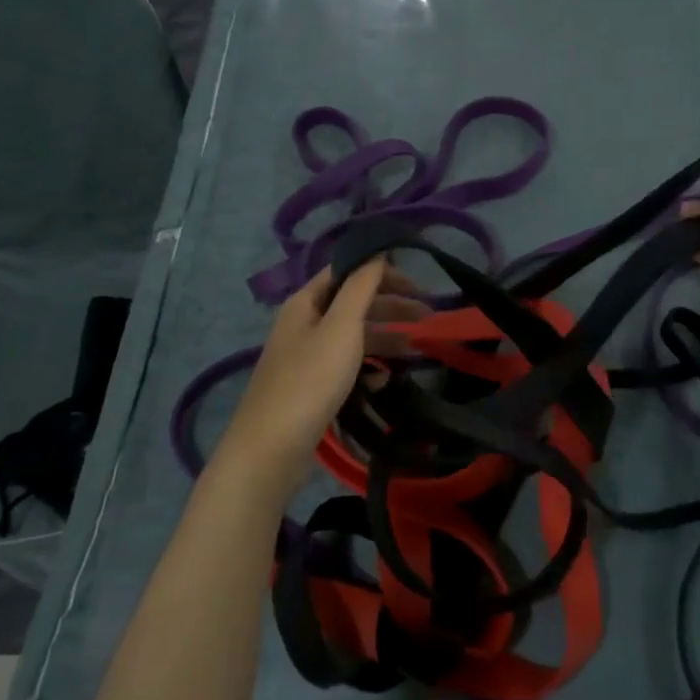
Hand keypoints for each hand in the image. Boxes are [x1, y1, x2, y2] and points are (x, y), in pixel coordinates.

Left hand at [216, 260, 427, 495]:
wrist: (270, 449)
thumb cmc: (309, 380)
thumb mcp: (341, 326)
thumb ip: (361, 286)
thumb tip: (377, 250)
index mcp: (306, 301)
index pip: (348, 271)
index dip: (383, 272)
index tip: (418, 285)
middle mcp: (303, 322)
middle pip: (353, 302)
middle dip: (390, 306)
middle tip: (428, 316)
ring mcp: (305, 355)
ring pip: (352, 335)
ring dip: (385, 337)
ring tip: (416, 349)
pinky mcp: (310, 386)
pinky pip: (345, 364)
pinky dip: (368, 366)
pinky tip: (386, 379)